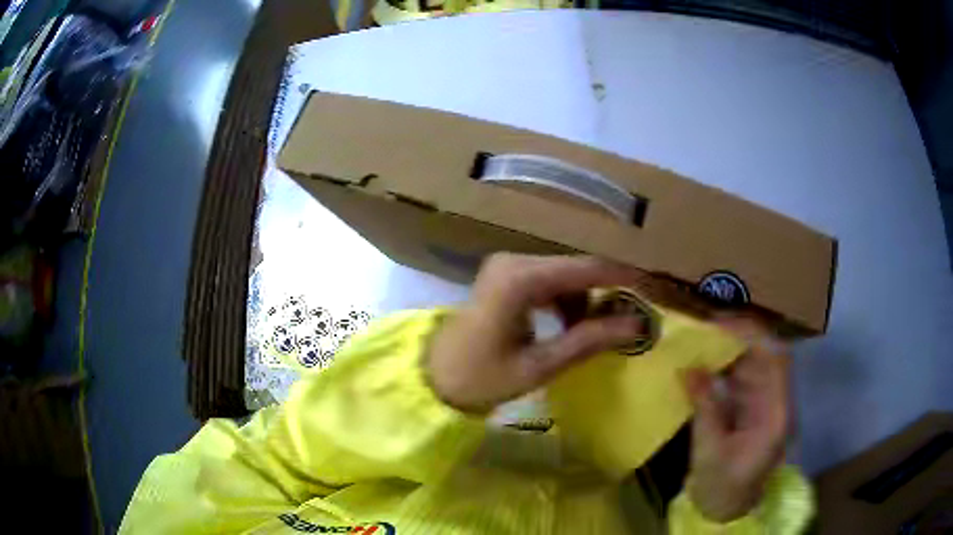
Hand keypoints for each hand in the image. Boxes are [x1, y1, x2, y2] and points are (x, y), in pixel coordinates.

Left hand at [427, 253, 648, 413]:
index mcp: (520, 279)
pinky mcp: (505, 277)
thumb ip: (589, 340)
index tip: (652, 287)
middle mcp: (514, 261)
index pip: (585, 268)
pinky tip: (568, 327)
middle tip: (626, 321)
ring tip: (591, 334)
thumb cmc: (481, 378)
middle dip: (604, 293)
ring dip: (583, 301)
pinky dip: (564, 302)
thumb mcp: (540, 365)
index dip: (622, 276)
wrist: (434, 378)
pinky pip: (547, 281)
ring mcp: (507, 267)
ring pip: (563, 275)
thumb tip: (636, 324)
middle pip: (575, 269)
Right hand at [683, 317, 790, 522]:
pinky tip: (703, 362)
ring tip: (700, 340)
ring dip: (729, 349)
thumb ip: (705, 407)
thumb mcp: (710, 451)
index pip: (776, 360)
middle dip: (738, 337)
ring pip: (753, 362)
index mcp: (776, 414)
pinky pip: (741, 376)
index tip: (721, 324)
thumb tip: (687, 368)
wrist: (726, 507)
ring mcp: (764, 403)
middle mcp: (775, 401)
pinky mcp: (750, 406)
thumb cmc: (722, 486)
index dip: (753, 336)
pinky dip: (723, 366)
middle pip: (766, 355)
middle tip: (704, 327)